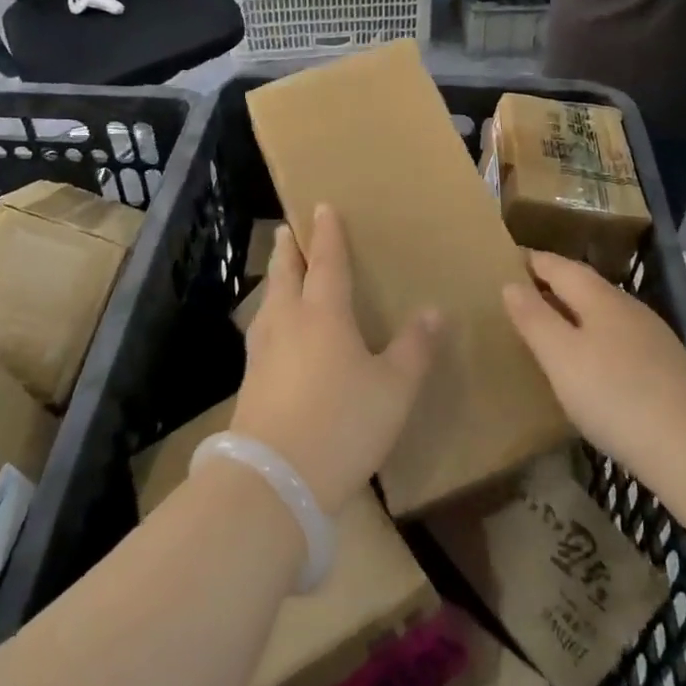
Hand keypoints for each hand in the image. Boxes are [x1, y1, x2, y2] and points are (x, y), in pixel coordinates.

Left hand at [230, 206, 442, 514]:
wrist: (273, 479)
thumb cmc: (342, 423)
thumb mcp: (393, 389)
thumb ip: (414, 349)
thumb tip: (434, 311)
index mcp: (324, 313)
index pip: (328, 262)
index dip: (327, 233)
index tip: (322, 207)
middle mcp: (288, 321)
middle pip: (286, 274)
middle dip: (289, 250)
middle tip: (288, 231)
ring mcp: (262, 351)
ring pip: (268, 302)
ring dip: (274, 280)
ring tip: (279, 275)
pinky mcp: (250, 381)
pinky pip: (261, 332)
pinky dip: (268, 316)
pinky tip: (273, 334)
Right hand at [503, 252, 685, 484]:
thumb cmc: (616, 395)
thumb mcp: (561, 357)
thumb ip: (533, 318)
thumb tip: (511, 283)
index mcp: (600, 297)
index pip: (560, 266)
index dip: (532, 261)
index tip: (508, 260)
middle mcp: (628, 308)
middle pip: (585, 285)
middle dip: (553, 285)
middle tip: (521, 294)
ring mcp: (652, 338)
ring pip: (604, 313)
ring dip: (575, 313)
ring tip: (549, 329)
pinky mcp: (666, 368)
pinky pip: (619, 339)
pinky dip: (595, 339)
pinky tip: (591, 365)